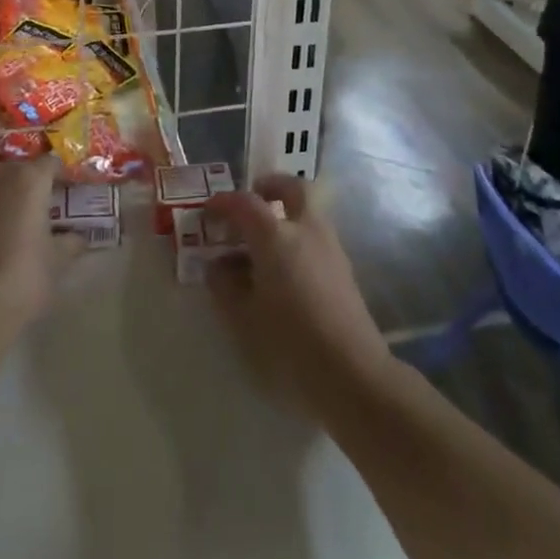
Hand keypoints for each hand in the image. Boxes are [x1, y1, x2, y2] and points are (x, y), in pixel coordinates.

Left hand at [0, 156, 82, 340]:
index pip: (51, 163)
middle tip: (51, 204)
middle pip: (21, 170)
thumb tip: (78, 238)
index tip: (74, 191)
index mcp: (29, 180)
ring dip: (12, 197)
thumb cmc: (22, 277)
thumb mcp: (57, 261)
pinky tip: (1, 241)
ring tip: (27, 223)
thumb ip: (71, 243)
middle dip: (36, 182)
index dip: (64, 175)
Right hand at [204, 175, 391, 410]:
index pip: (245, 203)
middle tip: (252, 198)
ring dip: (286, 213)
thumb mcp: (243, 317)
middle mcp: (306, 229)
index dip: (224, 203)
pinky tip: (283, 268)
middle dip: (271, 186)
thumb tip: (217, 266)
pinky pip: (316, 236)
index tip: (208, 212)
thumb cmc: (289, 341)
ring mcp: (330, 247)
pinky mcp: (344, 269)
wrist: (351, 372)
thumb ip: (224, 286)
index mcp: (276, 235)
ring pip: (308, 211)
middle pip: (293, 188)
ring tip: (262, 241)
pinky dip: (298, 237)